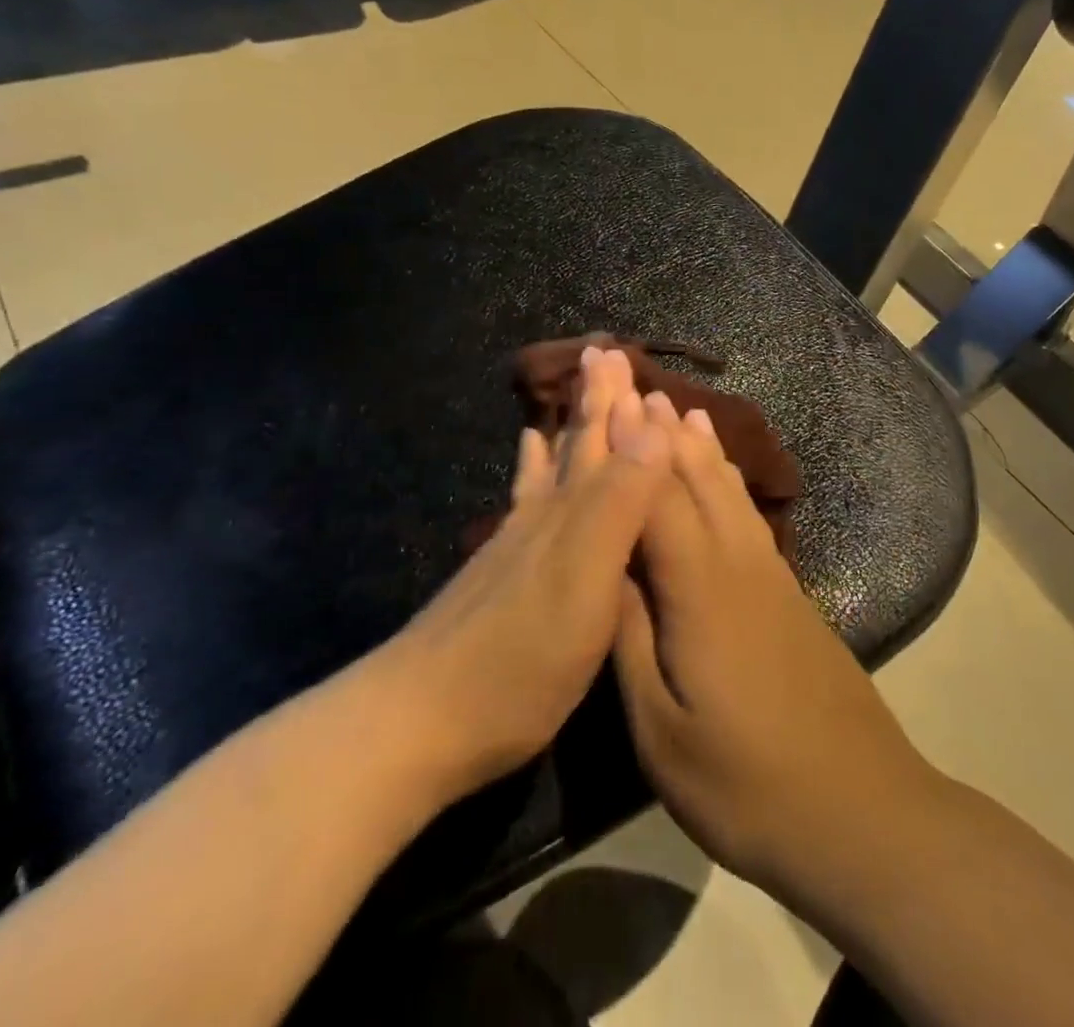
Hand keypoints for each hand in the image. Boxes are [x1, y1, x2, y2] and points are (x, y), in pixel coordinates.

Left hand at [381, 347, 671, 813]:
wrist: (418, 722)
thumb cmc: (520, 656)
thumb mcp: (587, 579)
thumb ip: (622, 500)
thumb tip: (656, 421)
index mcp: (573, 513)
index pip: (603, 440)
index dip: (618, 399)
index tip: (622, 351)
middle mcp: (544, 515)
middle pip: (575, 444)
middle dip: (596, 399)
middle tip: (602, 351)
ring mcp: (517, 543)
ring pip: (551, 465)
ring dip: (569, 425)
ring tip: (574, 387)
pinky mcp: (500, 573)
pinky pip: (525, 498)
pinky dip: (531, 467)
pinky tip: (525, 453)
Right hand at [610, 394, 934, 902]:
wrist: (858, 808)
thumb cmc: (747, 784)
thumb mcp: (663, 731)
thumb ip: (631, 639)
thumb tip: (607, 567)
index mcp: (699, 591)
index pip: (653, 501)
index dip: (625, 448)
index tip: (602, 400)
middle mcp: (737, 563)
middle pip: (694, 479)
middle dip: (660, 429)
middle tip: (634, 381)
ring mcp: (770, 573)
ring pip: (728, 489)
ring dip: (698, 444)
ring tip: (678, 405)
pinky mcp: (788, 590)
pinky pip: (749, 513)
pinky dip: (729, 478)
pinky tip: (724, 473)